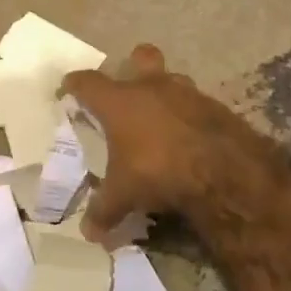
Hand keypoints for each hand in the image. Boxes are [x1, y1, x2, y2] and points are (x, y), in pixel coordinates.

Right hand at [59, 43, 261, 243]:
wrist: (222, 169)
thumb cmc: (157, 170)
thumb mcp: (124, 195)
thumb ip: (104, 209)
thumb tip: (89, 233)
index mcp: (120, 101)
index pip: (87, 82)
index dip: (75, 84)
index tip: (68, 89)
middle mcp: (152, 87)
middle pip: (140, 57)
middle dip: (133, 65)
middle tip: (129, 87)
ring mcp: (187, 92)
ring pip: (173, 79)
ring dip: (166, 93)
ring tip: (161, 118)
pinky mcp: (215, 106)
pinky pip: (197, 104)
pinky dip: (190, 116)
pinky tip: (190, 138)